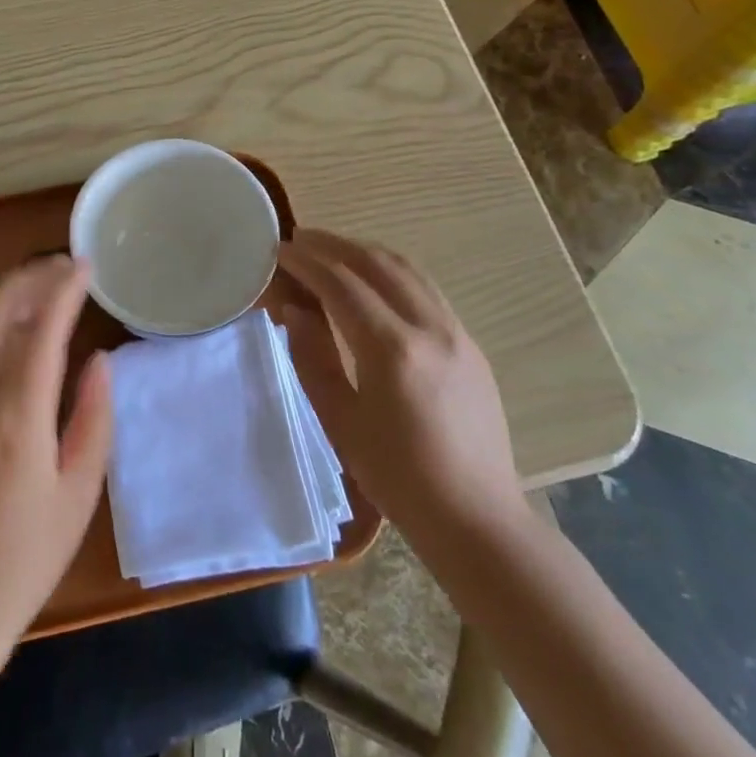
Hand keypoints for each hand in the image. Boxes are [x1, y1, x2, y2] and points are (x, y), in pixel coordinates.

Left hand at [0, 256, 111, 640]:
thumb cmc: (26, 555)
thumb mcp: (79, 493)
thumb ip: (93, 419)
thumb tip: (99, 360)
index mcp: (19, 416)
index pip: (41, 330)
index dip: (63, 290)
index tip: (85, 266)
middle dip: (29, 277)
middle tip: (64, 263)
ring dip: (7, 293)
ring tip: (42, 280)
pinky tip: (11, 321)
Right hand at [277, 230, 524, 548]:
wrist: (476, 516)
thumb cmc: (397, 477)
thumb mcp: (340, 421)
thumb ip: (313, 357)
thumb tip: (295, 309)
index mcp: (392, 350)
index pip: (341, 285)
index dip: (306, 262)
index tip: (280, 250)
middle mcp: (429, 327)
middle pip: (375, 263)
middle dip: (333, 245)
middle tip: (300, 240)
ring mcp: (456, 331)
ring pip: (406, 269)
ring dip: (364, 252)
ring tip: (332, 250)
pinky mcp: (469, 342)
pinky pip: (425, 288)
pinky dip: (391, 271)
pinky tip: (372, 280)